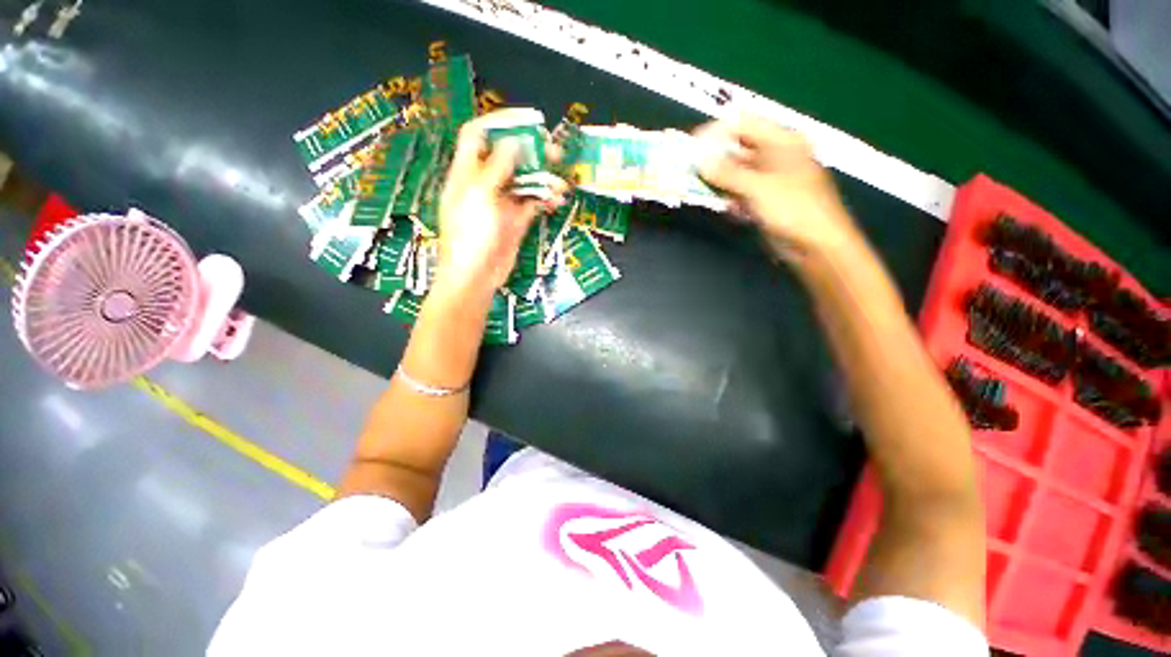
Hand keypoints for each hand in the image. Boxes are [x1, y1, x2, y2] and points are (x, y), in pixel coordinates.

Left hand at [436, 111, 565, 298]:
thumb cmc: (469, 236)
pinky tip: (557, 200)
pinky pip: (533, 203)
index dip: (501, 122)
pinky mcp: (515, 221)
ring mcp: (501, 203)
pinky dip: (545, 199)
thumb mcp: (480, 196)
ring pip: (525, 181)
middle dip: (531, 152)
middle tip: (556, 151)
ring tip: (562, 183)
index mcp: (467, 172)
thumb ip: (498, 168)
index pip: (479, 135)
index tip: (528, 121)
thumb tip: (515, 142)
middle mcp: (485, 183)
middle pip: (508, 157)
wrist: (475, 277)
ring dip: (544, 179)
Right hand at [694, 116, 858, 260]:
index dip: (717, 131)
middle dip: (714, 159)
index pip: (744, 124)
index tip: (693, 145)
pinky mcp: (764, 199)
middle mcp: (775, 155)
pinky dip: (729, 197)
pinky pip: (740, 192)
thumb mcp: (759, 188)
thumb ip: (727, 174)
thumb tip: (700, 162)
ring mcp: (769, 179)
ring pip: (736, 173)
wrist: (815, 245)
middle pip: (738, 148)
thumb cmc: (794, 209)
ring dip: (719, 180)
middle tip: (691, 169)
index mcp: (782, 141)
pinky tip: (724, 206)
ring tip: (700, 188)